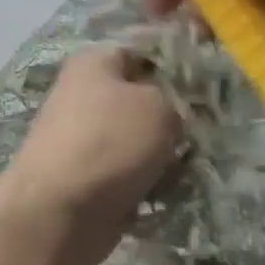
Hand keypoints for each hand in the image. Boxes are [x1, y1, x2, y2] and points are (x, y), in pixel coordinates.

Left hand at [0, 46, 180, 264]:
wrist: (58, 212)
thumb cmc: (109, 143)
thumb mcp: (160, 107)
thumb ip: (175, 102)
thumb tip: (172, 116)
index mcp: (93, 63)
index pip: (142, 52)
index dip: (176, 67)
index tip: (206, 88)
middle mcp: (82, 96)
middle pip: (140, 100)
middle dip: (171, 118)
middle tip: (200, 132)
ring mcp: (81, 140)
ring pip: (136, 141)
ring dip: (161, 155)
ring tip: (187, 167)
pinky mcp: (84, 178)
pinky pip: (127, 174)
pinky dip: (145, 184)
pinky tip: (166, 193)